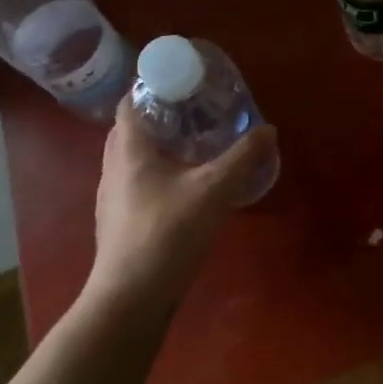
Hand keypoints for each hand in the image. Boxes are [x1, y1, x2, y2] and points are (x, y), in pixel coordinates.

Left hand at [84, 103, 278, 310]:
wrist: (129, 301)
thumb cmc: (166, 234)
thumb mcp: (214, 190)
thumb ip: (243, 158)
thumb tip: (268, 130)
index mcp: (129, 149)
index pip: (130, 100)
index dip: (154, 84)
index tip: (187, 82)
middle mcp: (114, 167)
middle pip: (134, 126)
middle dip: (163, 113)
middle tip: (199, 109)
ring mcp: (114, 197)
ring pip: (135, 156)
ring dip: (161, 144)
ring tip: (198, 142)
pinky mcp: (121, 221)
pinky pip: (139, 181)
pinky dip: (161, 171)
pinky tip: (188, 184)